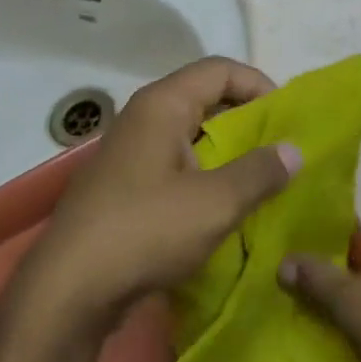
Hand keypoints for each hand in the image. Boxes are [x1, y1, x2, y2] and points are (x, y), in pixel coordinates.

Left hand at [16, 57, 300, 334]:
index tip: (288, 118)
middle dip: (247, 119)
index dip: (260, 85)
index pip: (221, 70)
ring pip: (191, 135)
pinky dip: (204, 174)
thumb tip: (293, 150)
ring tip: (261, 178)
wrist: (67, 292)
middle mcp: (143, 117)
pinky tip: (224, 206)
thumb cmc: (144, 231)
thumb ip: (259, 172)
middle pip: (205, 98)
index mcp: (162, 105)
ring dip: (227, 151)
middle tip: (281, 148)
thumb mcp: (215, 203)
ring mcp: (130, 152)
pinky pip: (175, 164)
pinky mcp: (124, 186)